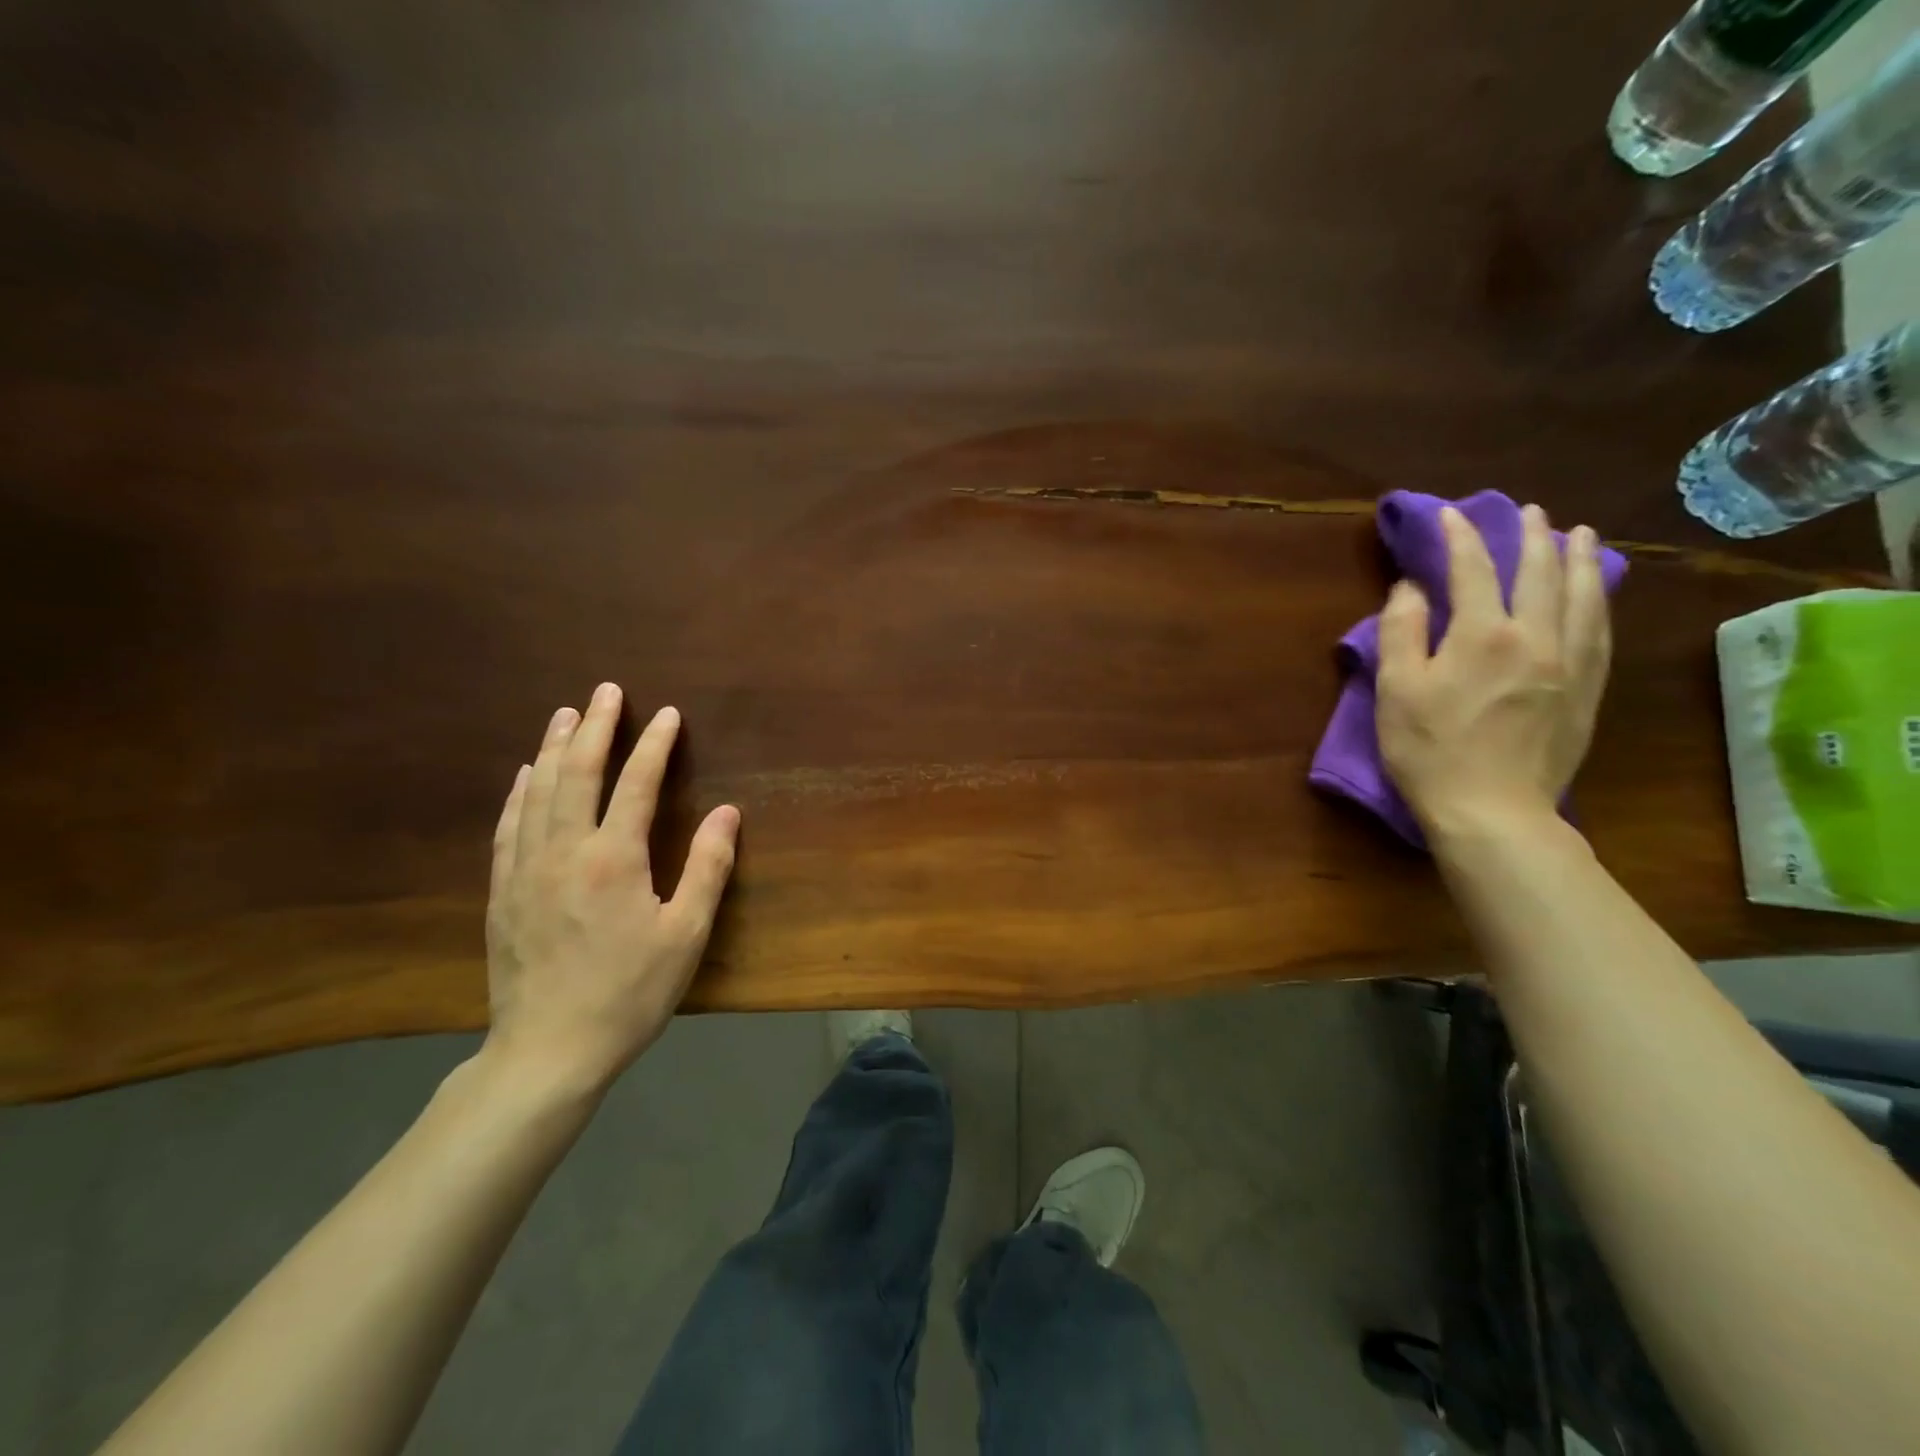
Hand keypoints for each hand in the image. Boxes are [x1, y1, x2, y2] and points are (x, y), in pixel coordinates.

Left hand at [483, 684, 739, 1091]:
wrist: (548, 1051)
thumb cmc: (629, 992)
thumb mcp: (686, 934)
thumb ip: (708, 867)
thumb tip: (727, 811)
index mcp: (613, 859)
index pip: (636, 784)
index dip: (653, 744)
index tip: (666, 714)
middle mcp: (564, 851)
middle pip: (577, 774)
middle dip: (595, 727)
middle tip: (606, 691)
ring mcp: (526, 870)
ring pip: (538, 792)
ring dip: (553, 748)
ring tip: (565, 714)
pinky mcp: (503, 893)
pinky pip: (509, 827)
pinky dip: (519, 793)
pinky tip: (524, 776)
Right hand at [1376, 504, 1611, 842]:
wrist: (1491, 810)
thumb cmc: (1429, 750)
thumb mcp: (1395, 690)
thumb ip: (1402, 632)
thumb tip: (1412, 587)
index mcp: (1483, 635)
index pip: (1473, 571)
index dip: (1460, 538)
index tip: (1450, 515)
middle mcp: (1536, 638)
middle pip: (1539, 573)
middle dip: (1532, 536)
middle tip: (1530, 511)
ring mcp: (1570, 664)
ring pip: (1583, 596)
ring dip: (1579, 559)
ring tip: (1579, 534)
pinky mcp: (1587, 691)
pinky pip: (1600, 631)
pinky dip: (1598, 601)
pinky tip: (1596, 593)